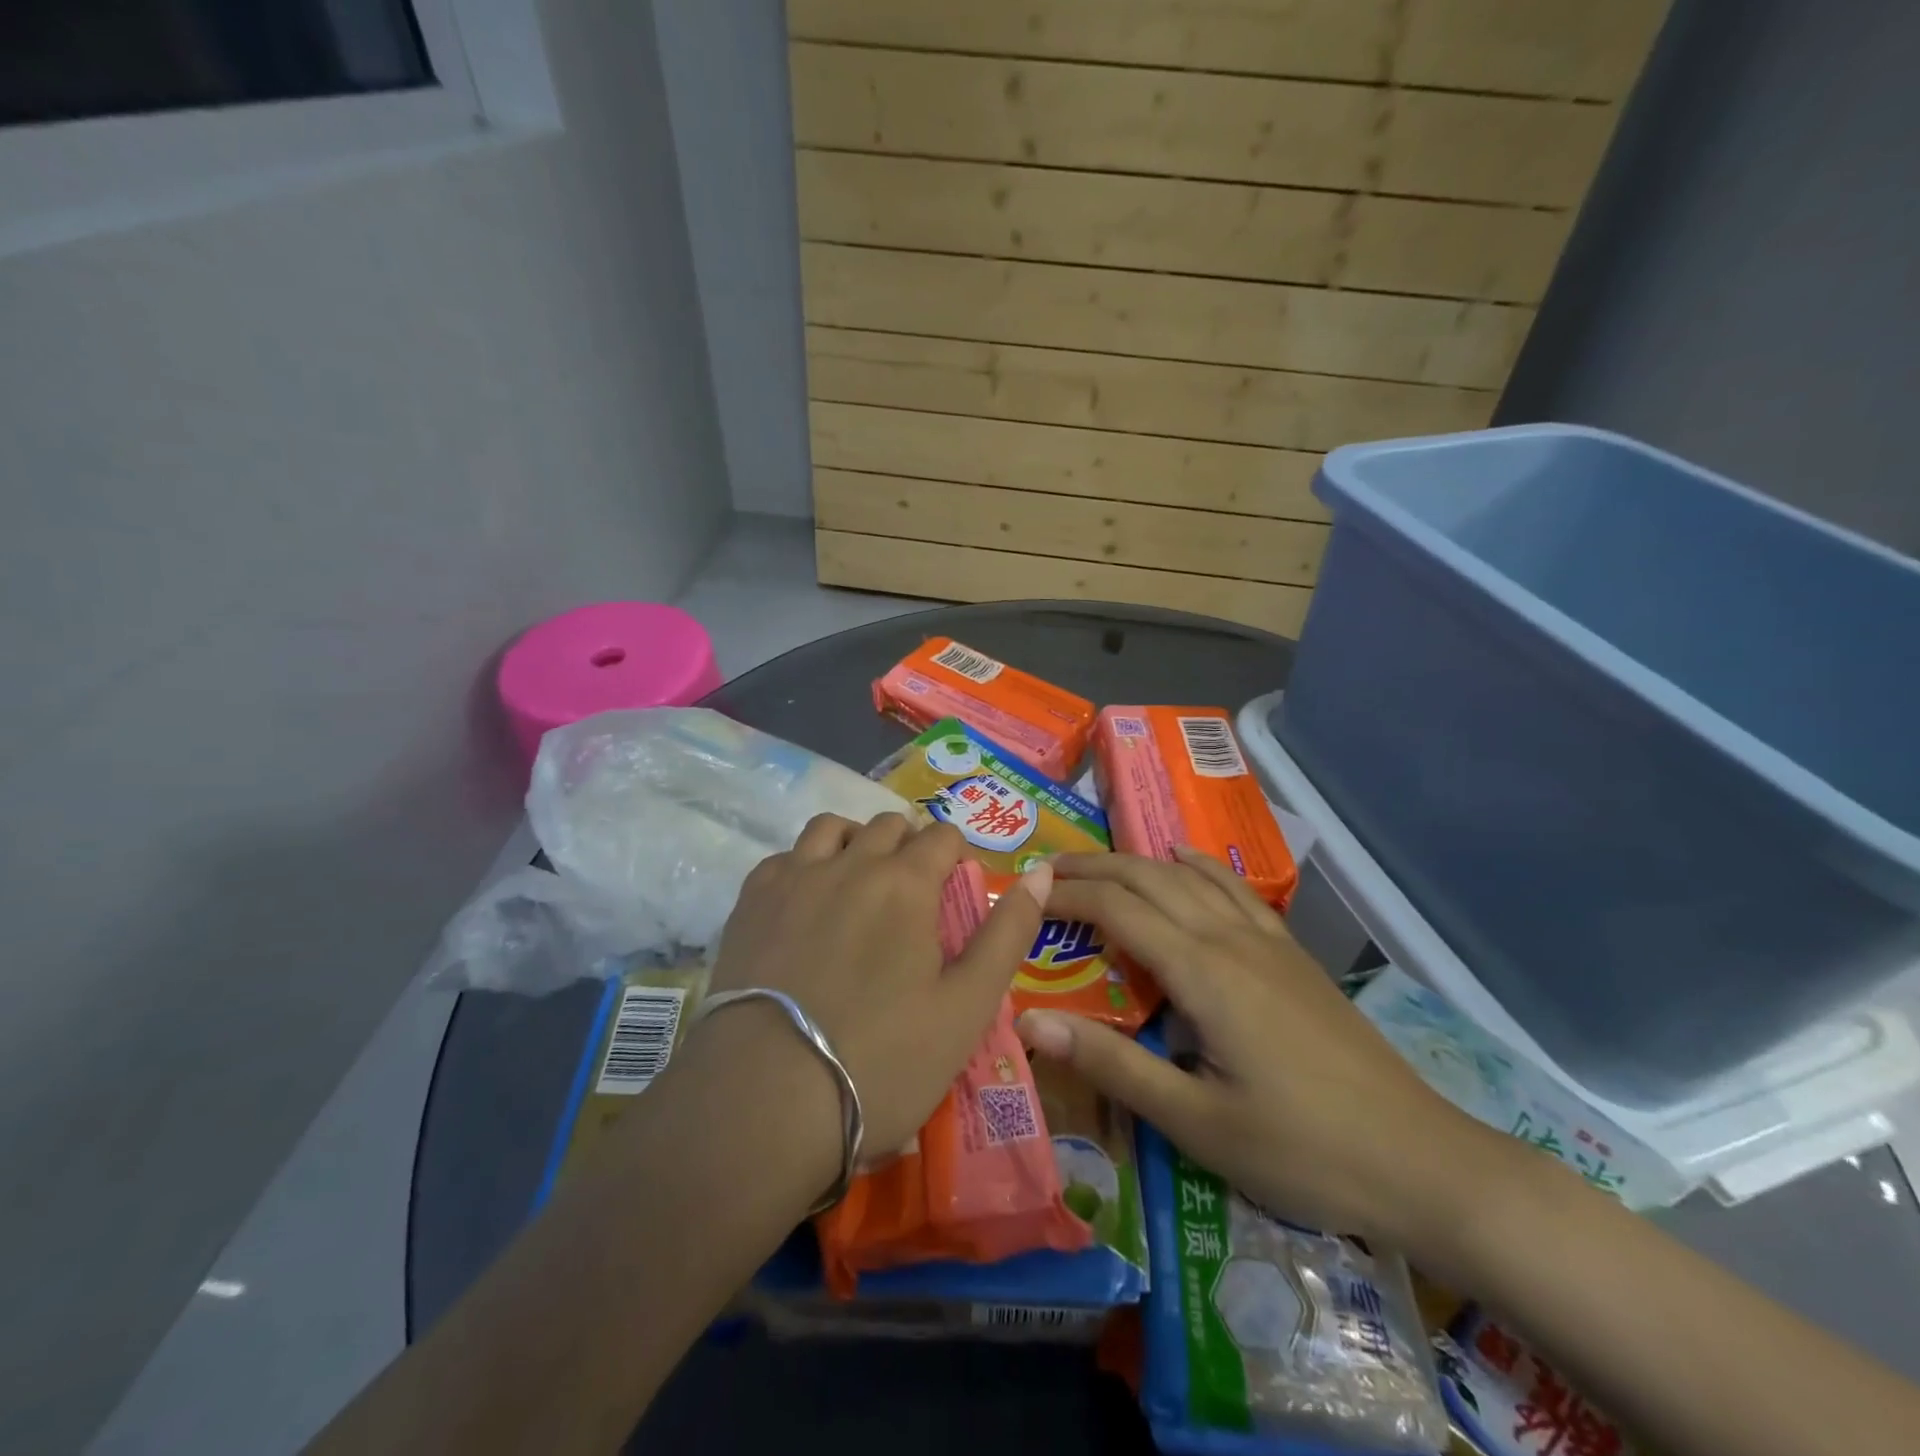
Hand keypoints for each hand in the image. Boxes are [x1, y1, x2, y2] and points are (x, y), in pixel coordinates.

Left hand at [700, 812, 1049, 1165]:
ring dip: (856, 842)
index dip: (957, 857)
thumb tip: (1041, 871)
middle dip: (910, 846)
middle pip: (889, 825)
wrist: (764, 1103)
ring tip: (861, 883)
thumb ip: (1008, 933)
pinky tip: (807, 903)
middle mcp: (850, 863)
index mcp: (906, 882)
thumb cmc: (882, 1061)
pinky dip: (806, 864)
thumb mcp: (967, 1007)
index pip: (942, 836)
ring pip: (832, 827)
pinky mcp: (749, 902)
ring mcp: (794, 878)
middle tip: (913, 895)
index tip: (956, 892)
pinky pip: (785, 856)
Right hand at [1017, 850, 1509, 1254]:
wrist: (1422, 1160)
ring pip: (1188, 878)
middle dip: (1092, 869)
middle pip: (1148, 879)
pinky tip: (1182, 862)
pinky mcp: (1291, 955)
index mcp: (1202, 972)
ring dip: (1136, 863)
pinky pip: (1233, 890)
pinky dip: (1197, 867)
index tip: (1024, 896)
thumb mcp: (1196, 1122)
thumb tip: (1030, 1020)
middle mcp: (1230, 939)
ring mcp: (1266, 942)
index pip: (1117, 909)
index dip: (1066, 896)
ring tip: (1095, 866)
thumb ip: (1112, 1063)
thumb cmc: (1301, 1149)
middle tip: (1045, 872)